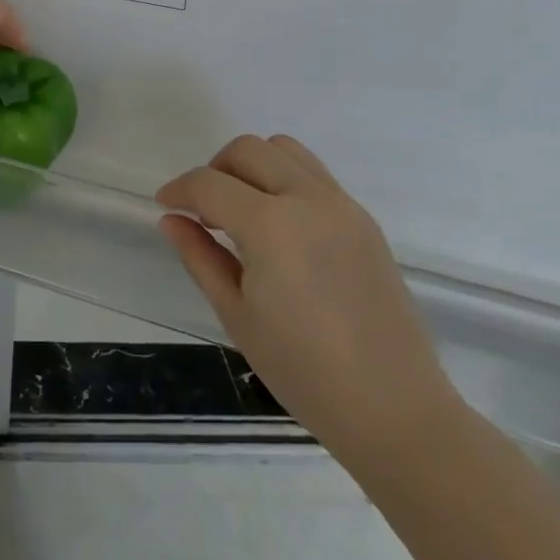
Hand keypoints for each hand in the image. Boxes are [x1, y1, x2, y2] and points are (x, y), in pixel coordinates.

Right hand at [156, 135, 458, 457]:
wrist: (395, 409)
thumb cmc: (303, 370)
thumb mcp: (236, 314)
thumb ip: (200, 257)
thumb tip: (172, 220)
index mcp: (272, 225)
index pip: (209, 184)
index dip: (179, 190)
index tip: (165, 206)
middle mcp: (309, 200)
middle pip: (248, 150)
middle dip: (214, 170)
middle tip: (203, 211)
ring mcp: (343, 207)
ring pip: (285, 150)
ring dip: (252, 166)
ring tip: (241, 210)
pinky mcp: (364, 221)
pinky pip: (314, 175)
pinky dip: (284, 180)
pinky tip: (278, 226)